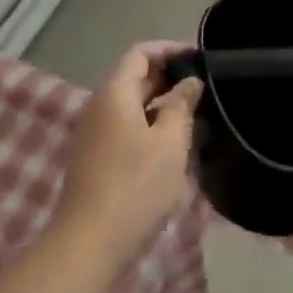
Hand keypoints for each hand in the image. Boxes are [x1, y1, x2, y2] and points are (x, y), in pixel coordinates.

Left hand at [55, 42, 201, 262]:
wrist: (89, 242)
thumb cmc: (135, 185)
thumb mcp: (169, 143)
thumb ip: (181, 106)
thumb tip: (190, 81)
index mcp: (115, 92)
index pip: (140, 53)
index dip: (169, 50)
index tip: (198, 58)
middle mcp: (99, 105)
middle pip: (134, 77)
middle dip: (168, 77)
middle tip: (203, 87)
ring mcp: (93, 133)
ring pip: (131, 105)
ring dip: (161, 104)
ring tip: (195, 115)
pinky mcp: (95, 158)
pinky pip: (125, 127)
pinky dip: (149, 125)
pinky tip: (173, 144)